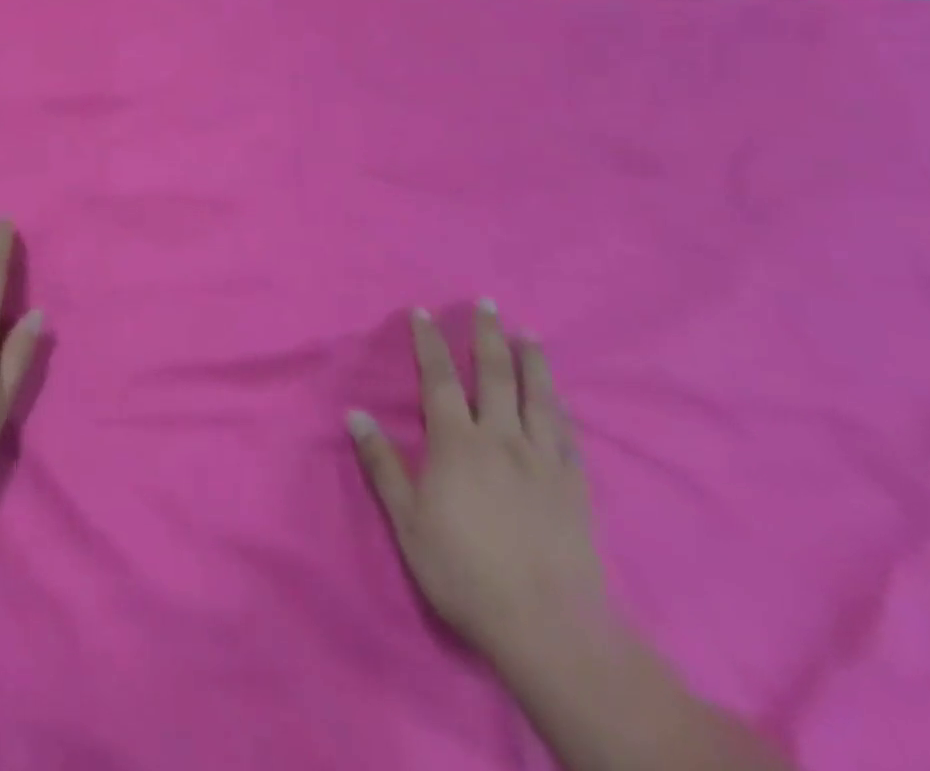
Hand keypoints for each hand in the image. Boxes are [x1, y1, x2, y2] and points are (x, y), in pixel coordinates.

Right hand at [348, 303, 607, 667]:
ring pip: (538, 397)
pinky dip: (561, 409)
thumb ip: (382, 463)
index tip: (423, 312)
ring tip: (529, 334)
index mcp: (457, 442)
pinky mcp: (575, 487)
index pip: (440, 378)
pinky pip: (568, 435)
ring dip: (532, 361)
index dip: (430, 342)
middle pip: (495, 374)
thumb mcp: (407, 520)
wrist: (549, 628)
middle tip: (487, 303)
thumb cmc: (464, 570)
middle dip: (488, 334)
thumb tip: (354, 414)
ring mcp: (543, 460)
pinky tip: (560, 399)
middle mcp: (501, 438)